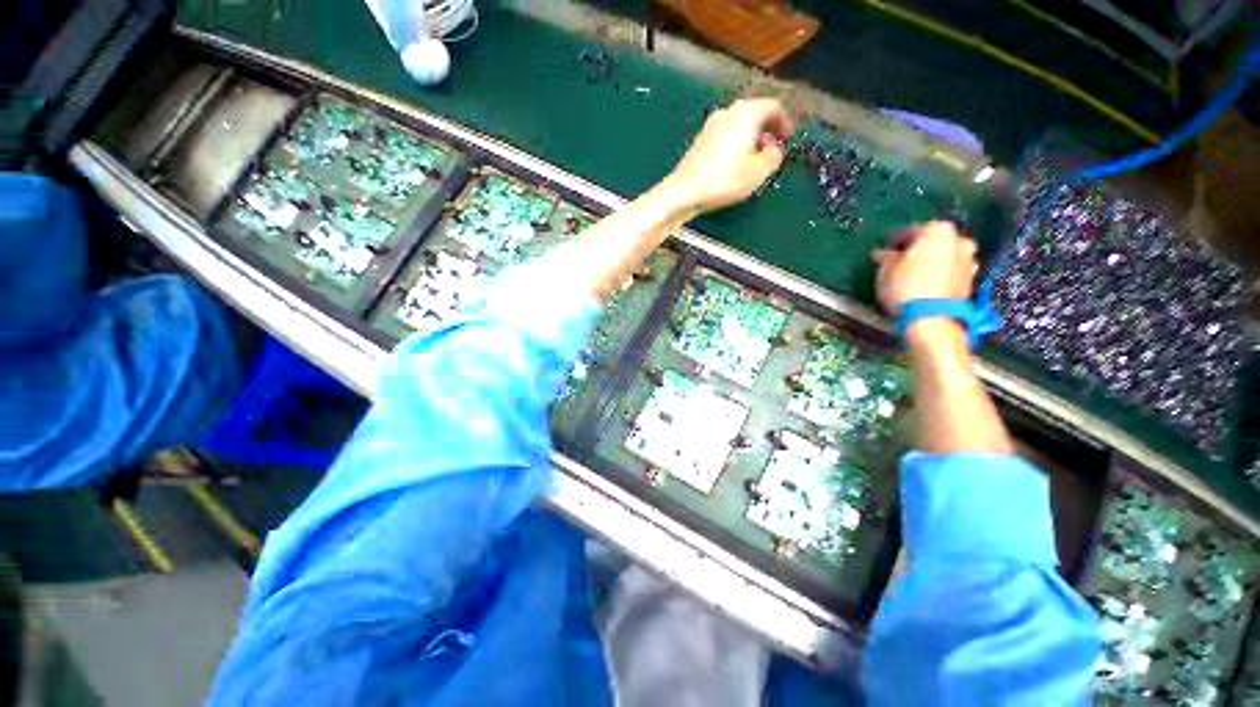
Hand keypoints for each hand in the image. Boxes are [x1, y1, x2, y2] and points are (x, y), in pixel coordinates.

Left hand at [661, 98, 794, 215]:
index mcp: (747, 113)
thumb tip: (775, 149)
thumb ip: (774, 156)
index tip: (788, 137)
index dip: (785, 122)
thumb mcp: (759, 172)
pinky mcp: (700, 140)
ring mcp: (711, 125)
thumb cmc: (724, 180)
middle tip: (774, 146)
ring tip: (756, 157)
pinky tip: (735, 162)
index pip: (773, 107)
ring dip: (751, 136)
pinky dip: (736, 142)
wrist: (685, 191)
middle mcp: (728, 112)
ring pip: (739, 123)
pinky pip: (725, 134)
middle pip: (755, 112)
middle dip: (767, 128)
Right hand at [872, 221, 977, 316]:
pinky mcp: (971, 282)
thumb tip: (882, 253)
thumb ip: (886, 257)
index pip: (912, 231)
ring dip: (934, 262)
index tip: (884, 251)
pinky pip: (951, 273)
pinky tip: (927, 285)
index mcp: (938, 231)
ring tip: (916, 274)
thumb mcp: (886, 269)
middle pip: (935, 242)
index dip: (895, 242)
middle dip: (920, 250)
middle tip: (902, 261)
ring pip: (946, 257)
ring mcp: (969, 261)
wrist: (931, 317)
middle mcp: (959, 240)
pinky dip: (941, 275)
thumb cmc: (905, 286)